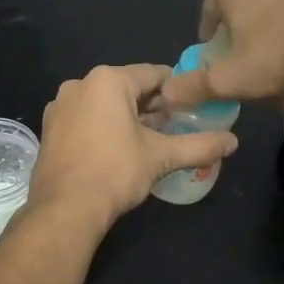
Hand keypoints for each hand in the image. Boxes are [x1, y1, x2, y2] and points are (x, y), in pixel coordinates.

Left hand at [29, 65, 239, 234]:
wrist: (64, 209)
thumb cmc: (115, 172)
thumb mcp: (161, 157)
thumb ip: (200, 145)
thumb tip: (234, 142)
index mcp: (107, 80)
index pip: (153, 74)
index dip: (177, 90)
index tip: (193, 107)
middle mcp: (79, 84)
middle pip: (127, 88)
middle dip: (152, 106)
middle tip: (175, 127)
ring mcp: (60, 106)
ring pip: (104, 103)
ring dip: (127, 117)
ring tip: (150, 141)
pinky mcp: (50, 128)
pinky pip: (85, 118)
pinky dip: (103, 127)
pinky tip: (118, 150)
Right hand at [161, 0, 283, 107]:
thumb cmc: (276, 58)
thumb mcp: (227, 80)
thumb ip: (193, 85)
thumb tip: (167, 93)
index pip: (210, 7)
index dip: (208, 35)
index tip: (213, 59)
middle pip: (246, 12)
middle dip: (245, 43)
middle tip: (248, 72)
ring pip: (278, 16)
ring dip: (275, 44)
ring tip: (282, 80)